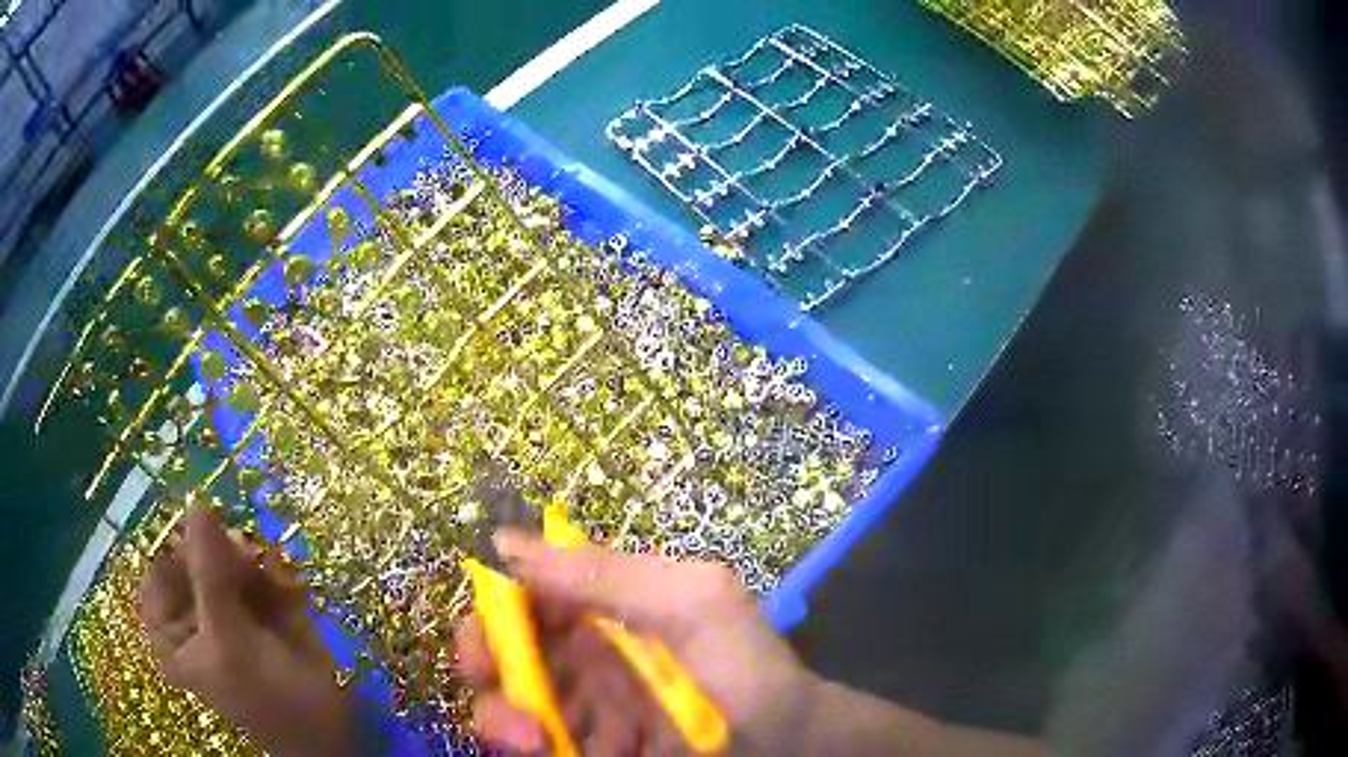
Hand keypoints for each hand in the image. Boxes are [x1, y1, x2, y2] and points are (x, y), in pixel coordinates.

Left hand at [139, 503, 354, 756]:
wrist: (330, 731)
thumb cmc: (266, 697)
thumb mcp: (228, 638)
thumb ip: (208, 570)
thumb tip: (195, 500)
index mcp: (171, 630)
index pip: (158, 568)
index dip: (178, 547)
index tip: (203, 536)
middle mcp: (194, 613)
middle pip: (196, 557)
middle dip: (224, 554)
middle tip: (246, 558)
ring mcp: (228, 608)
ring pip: (230, 559)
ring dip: (254, 563)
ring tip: (274, 579)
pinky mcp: (261, 607)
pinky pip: (261, 570)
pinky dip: (276, 574)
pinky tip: (292, 591)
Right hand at [454, 530, 820, 755]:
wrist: (785, 744)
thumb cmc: (745, 668)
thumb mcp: (693, 603)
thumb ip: (608, 574)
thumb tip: (506, 540)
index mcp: (603, 609)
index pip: (525, 595)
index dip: (493, 608)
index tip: (485, 634)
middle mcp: (582, 657)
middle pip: (503, 650)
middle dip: (484, 663)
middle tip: (493, 682)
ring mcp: (583, 709)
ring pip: (507, 702)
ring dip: (501, 716)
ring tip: (532, 739)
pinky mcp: (586, 749)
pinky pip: (533, 745)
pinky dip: (526, 749)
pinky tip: (542, 752)